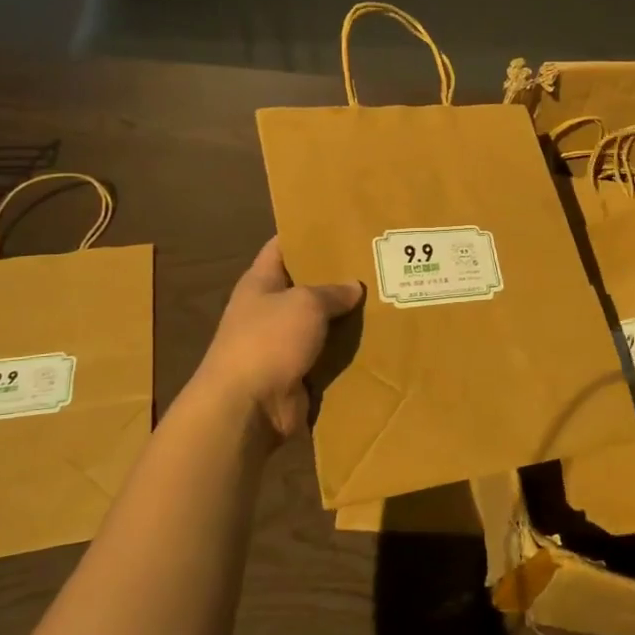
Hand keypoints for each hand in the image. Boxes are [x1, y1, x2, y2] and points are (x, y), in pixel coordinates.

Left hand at [195, 237, 362, 439]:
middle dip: (337, 279)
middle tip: (376, 264)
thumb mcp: (305, 303)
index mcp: (260, 284)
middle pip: (306, 287)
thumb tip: (354, 286)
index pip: (281, 248)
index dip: (305, 234)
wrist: (247, 408)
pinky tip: (378, 341)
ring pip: (321, 325)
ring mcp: (282, 345)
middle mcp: (268, 311)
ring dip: (347, 319)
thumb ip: (332, 292)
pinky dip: (348, 353)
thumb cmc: (268, 341)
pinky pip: (327, 357)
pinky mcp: (297, 375)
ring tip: (386, 301)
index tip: (339, 226)